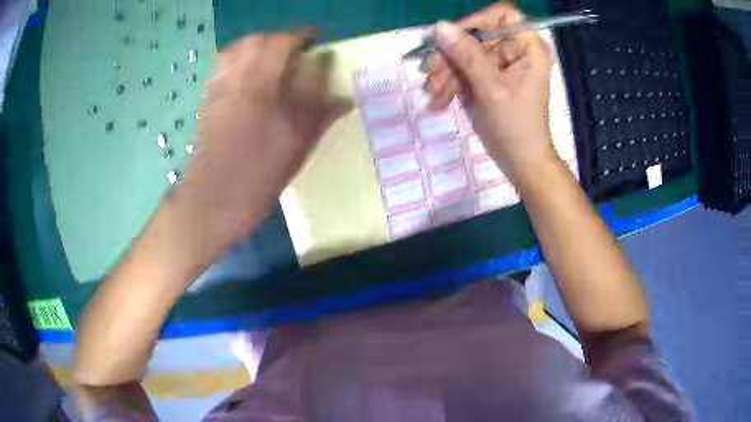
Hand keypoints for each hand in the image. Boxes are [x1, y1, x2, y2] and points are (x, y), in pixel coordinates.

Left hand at [175, 31, 348, 247]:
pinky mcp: (209, 98)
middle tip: (298, 51)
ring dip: (260, 44)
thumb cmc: (257, 180)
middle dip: (283, 39)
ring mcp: (221, 88)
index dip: (308, 41)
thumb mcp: (295, 151)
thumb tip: (344, 100)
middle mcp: (241, 82)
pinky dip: (240, 56)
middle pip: (262, 41)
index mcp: (265, 92)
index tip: (321, 45)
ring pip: (239, 48)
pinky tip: (250, 70)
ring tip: (274, 57)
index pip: (290, 51)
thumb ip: (320, 117)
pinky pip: (223, 64)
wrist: (212, 201)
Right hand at [424, 4, 555, 185]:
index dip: (477, 21)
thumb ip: (467, 55)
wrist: (520, 162)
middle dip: (451, 54)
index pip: (503, 16)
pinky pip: (464, 72)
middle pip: (477, 36)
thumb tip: (440, 27)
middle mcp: (514, 51)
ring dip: (445, 72)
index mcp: (527, 48)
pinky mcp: (487, 79)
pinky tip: (438, 101)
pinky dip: (450, 85)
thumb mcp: (492, 88)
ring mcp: (499, 66)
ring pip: (465, 55)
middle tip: (428, 70)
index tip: (452, 36)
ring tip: (431, 92)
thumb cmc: (516, 126)